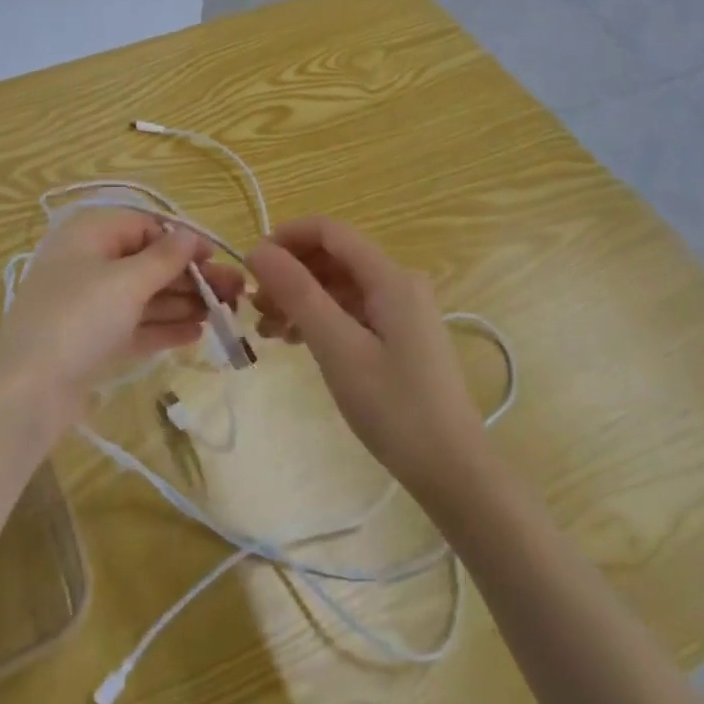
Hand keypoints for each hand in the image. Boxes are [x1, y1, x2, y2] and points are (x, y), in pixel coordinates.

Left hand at [0, 208, 244, 425]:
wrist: (28, 392)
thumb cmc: (78, 319)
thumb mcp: (125, 281)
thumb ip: (164, 257)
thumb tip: (191, 235)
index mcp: (89, 235)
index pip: (144, 226)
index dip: (181, 240)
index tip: (215, 259)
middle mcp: (88, 264)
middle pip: (148, 262)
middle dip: (191, 276)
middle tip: (236, 292)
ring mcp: (89, 305)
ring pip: (145, 296)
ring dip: (184, 302)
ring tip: (226, 313)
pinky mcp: (93, 340)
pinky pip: (136, 325)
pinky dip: (165, 326)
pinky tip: (198, 332)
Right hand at [249, 217, 481, 494]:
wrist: (453, 472)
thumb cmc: (394, 408)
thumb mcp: (338, 348)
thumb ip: (298, 293)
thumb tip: (258, 250)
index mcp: (390, 277)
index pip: (330, 231)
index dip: (286, 238)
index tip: (250, 265)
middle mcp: (399, 283)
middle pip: (333, 258)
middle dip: (290, 273)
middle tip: (254, 306)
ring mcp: (401, 310)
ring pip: (339, 285)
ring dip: (300, 298)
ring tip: (266, 330)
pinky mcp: (399, 335)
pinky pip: (350, 310)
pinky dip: (319, 318)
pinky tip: (294, 341)